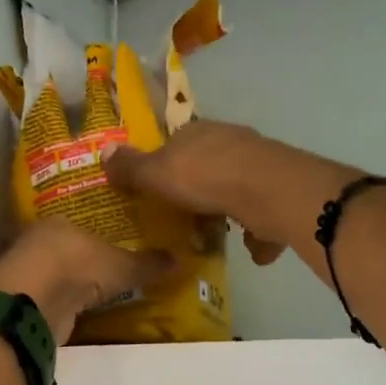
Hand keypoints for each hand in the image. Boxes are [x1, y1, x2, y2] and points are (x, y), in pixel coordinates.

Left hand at [0, 218, 173, 344]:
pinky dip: (62, 303)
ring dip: (71, 282)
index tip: (115, 243)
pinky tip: (77, 310)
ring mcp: (27, 270)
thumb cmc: (77, 267)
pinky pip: (50, 297)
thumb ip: (146, 264)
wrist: (34, 302)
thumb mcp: (121, 266)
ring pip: (55, 272)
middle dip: (84, 258)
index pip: (81, 222)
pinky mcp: (22, 298)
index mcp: (59, 220)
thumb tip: (178, 260)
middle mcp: (38, 239)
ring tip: (97, 292)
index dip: (98, 232)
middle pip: (66, 247)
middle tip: (109, 269)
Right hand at [103, 120, 361, 265]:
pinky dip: (259, 230)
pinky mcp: (282, 191)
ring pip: (239, 187)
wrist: (268, 191)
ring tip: (216, 235)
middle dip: (199, 189)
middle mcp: (230, 142)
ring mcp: (259, 165)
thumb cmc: (204, 178)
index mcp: (198, 133)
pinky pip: (265, 213)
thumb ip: (131, 167)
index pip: (177, 143)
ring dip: (229, 209)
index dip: (166, 165)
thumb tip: (103, 151)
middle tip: (186, 217)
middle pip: (209, 164)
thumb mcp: (157, 174)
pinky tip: (252, 251)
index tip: (159, 189)